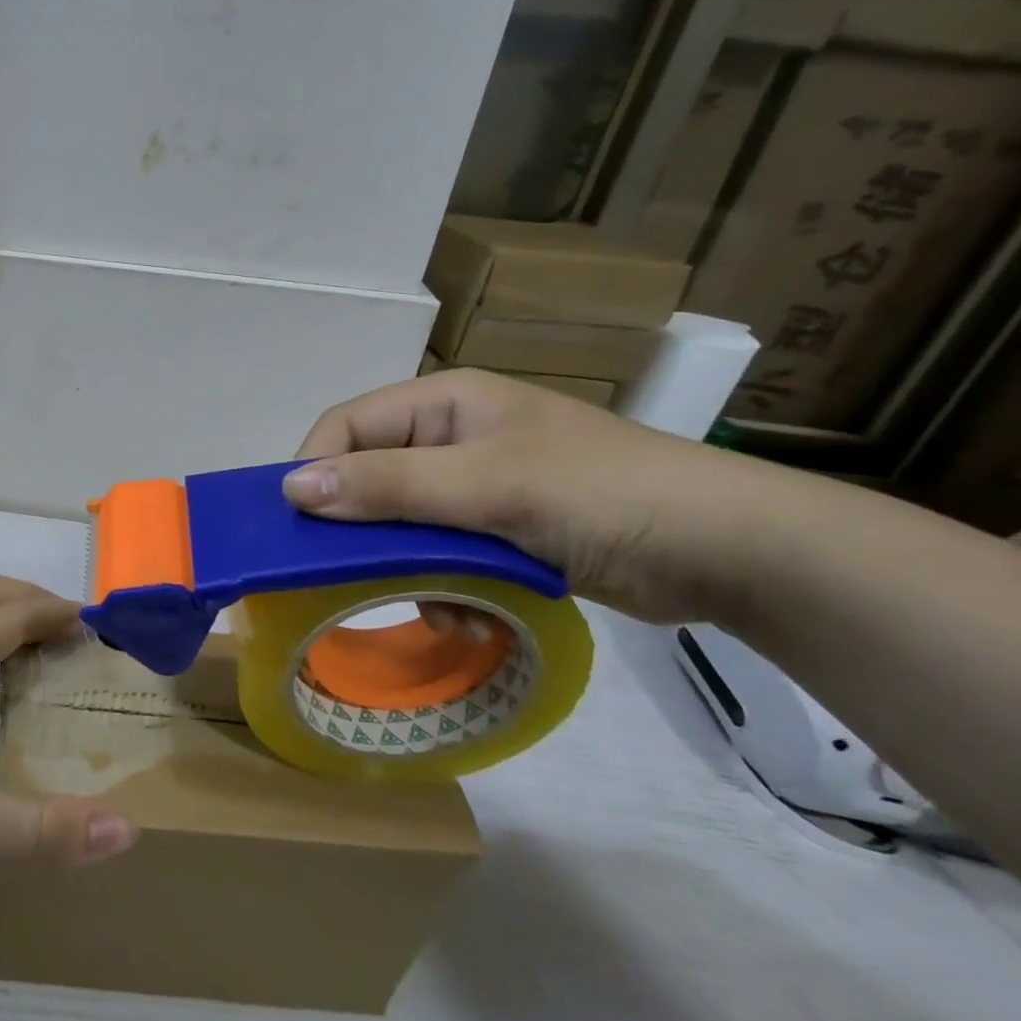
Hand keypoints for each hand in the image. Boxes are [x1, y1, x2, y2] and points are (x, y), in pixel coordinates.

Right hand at [284, 369, 757, 623]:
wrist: (729, 551)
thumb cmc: (601, 494)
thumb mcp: (486, 486)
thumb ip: (387, 485)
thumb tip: (291, 487)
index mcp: (443, 404)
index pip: (346, 427)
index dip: (316, 471)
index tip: (301, 530)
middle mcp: (450, 438)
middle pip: (371, 479)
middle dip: (368, 534)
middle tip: (361, 580)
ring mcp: (476, 485)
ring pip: (401, 526)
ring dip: (410, 571)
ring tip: (442, 608)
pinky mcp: (499, 529)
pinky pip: (440, 554)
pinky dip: (446, 587)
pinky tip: (473, 616)